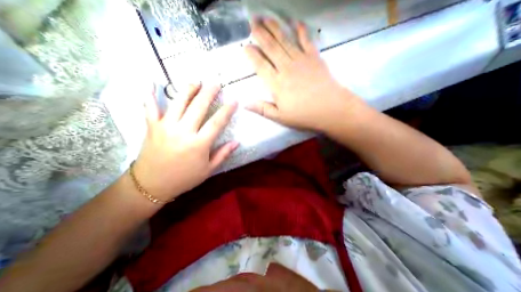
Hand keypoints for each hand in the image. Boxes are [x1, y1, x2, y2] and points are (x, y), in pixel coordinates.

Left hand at [133, 83, 237, 201]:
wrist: (151, 185)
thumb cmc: (184, 178)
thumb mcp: (208, 170)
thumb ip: (223, 154)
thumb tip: (237, 142)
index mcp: (199, 144)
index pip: (217, 123)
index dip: (226, 111)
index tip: (234, 101)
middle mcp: (183, 132)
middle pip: (198, 107)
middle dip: (209, 93)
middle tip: (216, 82)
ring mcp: (166, 127)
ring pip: (178, 103)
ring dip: (188, 90)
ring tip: (196, 81)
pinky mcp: (152, 127)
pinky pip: (150, 108)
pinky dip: (150, 94)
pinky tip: (151, 82)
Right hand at [246, 18, 362, 130]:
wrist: (330, 109)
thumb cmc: (303, 115)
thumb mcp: (280, 117)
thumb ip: (262, 109)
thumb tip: (245, 104)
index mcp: (277, 84)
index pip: (261, 66)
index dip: (252, 55)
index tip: (245, 46)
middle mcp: (286, 68)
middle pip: (271, 48)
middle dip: (260, 34)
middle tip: (252, 23)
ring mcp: (301, 61)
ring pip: (285, 40)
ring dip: (274, 28)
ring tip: (266, 18)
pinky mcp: (314, 58)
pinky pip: (306, 40)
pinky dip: (300, 30)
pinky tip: (295, 22)